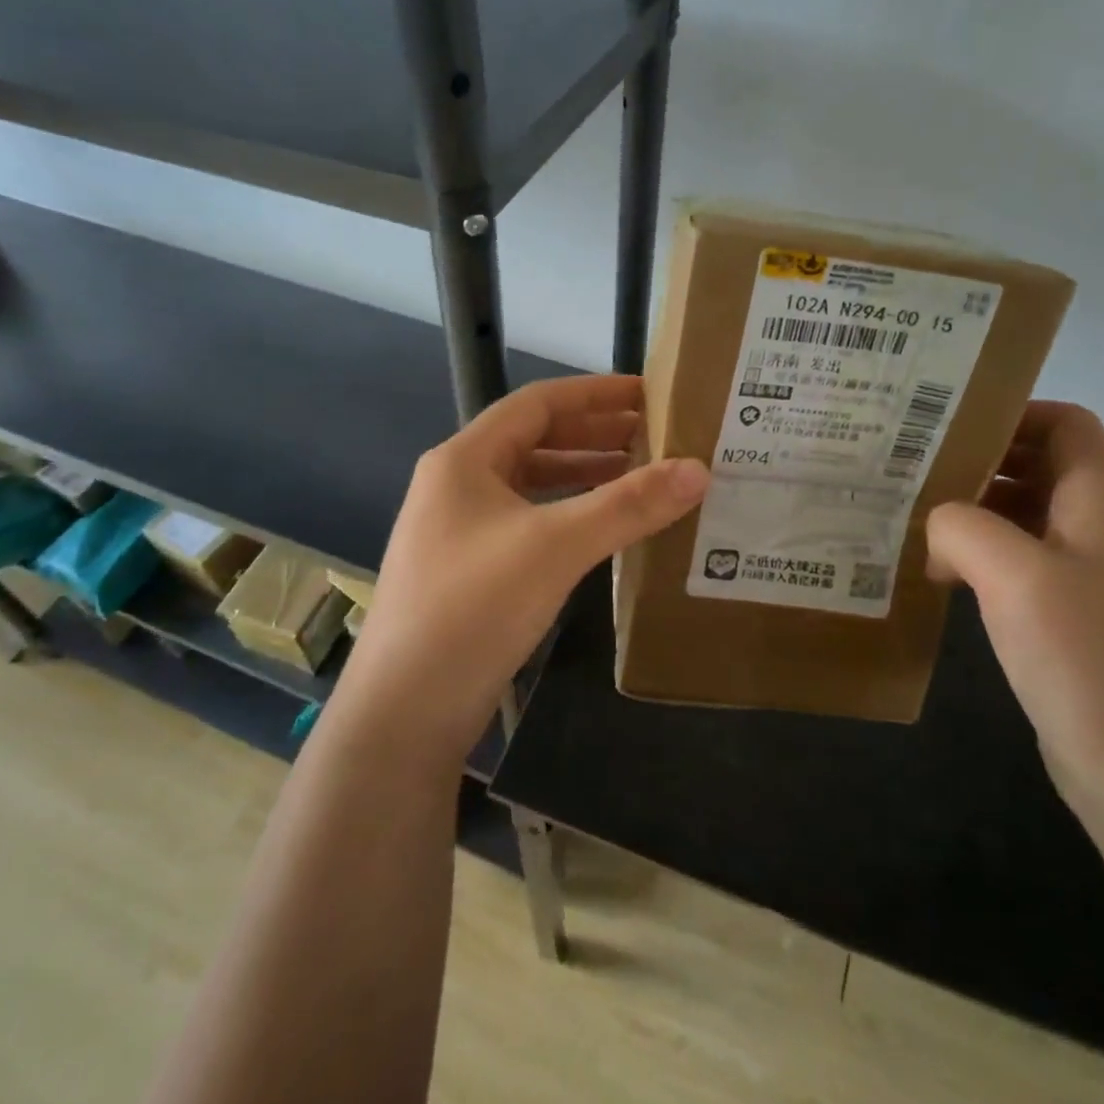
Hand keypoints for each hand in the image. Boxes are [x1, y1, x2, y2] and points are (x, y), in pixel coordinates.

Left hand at [343, 374, 708, 759]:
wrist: (404, 710)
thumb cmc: (473, 607)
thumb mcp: (555, 546)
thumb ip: (628, 505)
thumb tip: (698, 469)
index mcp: (464, 459)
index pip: (537, 403)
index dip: (595, 393)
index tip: (648, 393)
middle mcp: (457, 485)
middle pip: (535, 441)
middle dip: (595, 435)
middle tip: (656, 436)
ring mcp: (460, 530)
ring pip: (532, 485)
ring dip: (584, 476)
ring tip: (642, 476)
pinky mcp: (471, 571)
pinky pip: (529, 524)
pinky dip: (569, 516)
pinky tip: (605, 529)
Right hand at [925, 402, 1103, 831]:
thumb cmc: (1088, 661)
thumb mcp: (1016, 576)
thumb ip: (964, 528)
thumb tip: (935, 526)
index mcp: (1094, 510)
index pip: (1071, 427)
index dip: (1019, 412)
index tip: (952, 424)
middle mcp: (1089, 537)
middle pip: (1037, 469)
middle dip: (978, 460)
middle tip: (911, 466)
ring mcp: (1074, 584)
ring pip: (1016, 521)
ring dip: (967, 512)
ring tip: (908, 517)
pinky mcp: (1055, 626)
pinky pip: (1007, 569)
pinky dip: (969, 560)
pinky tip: (933, 576)